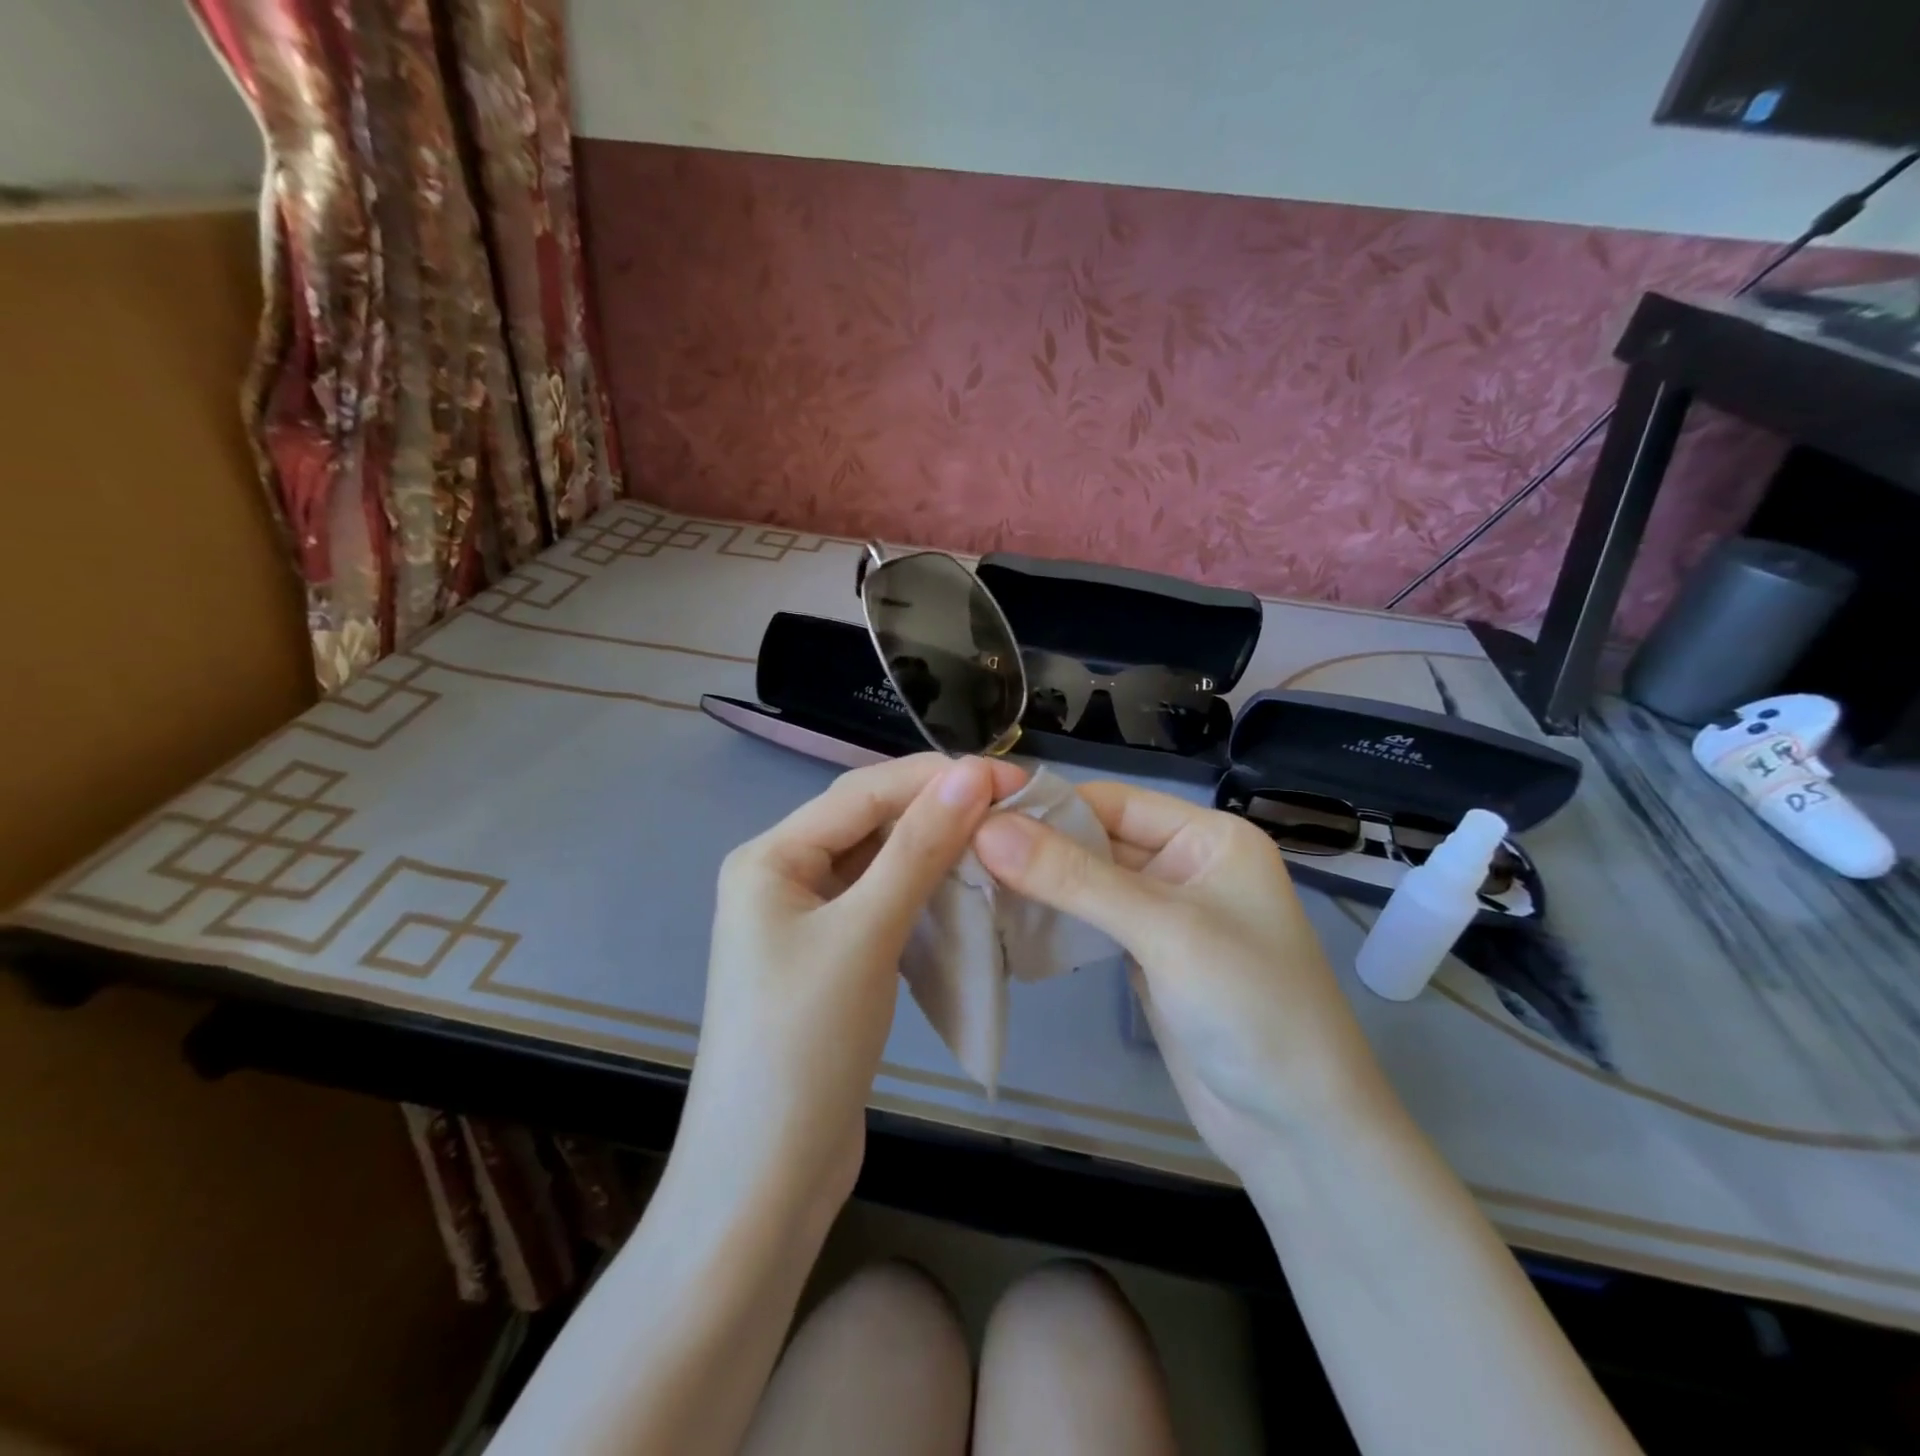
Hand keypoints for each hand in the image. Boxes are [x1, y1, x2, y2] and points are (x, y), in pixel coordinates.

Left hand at [675, 753, 1028, 1229]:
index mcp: (770, 857)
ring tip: (1000, 842)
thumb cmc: (805, 1044)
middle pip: (869, 824)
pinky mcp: (832, 959)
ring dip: (936, 852)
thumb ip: (918, 848)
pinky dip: (925, 894)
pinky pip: (883, 905)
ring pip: (880, 865)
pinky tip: (967, 892)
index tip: (1008, 776)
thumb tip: (971, 773)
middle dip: (937, 811)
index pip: (862, 793)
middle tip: (1013, 807)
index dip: (936, 778)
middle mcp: (783, 877)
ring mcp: (806, 921)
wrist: (767, 1179)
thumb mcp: (865, 934)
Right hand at [972, 782, 1389, 1178]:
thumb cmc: (1250, 1007)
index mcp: (1208, 838)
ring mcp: (1165, 915)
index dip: (1047, 805)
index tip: (974, 813)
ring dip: (1038, 884)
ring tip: (969, 879)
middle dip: (1036, 846)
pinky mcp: (1147, 958)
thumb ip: (1074, 878)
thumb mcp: (1163, 931)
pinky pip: (1092, 923)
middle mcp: (1185, 866)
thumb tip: (987, 828)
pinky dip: (1053, 920)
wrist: (1299, 1131)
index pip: (1112, 801)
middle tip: (960, 849)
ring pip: (1088, 882)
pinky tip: (1005, 918)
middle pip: (1097, 840)